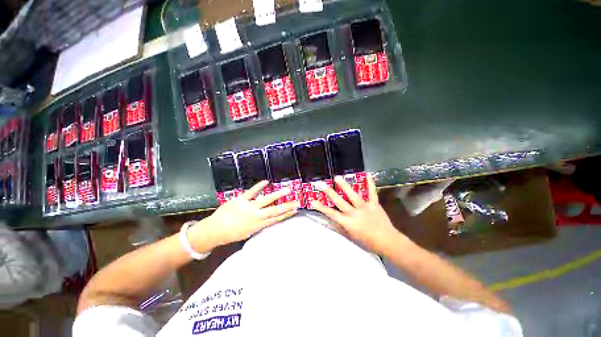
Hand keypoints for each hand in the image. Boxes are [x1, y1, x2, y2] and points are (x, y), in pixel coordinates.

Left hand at [190, 181, 299, 250]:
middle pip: (275, 210)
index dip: (286, 214)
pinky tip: (266, 181)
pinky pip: (252, 192)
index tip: (295, 210)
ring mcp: (249, 207)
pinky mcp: (241, 200)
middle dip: (287, 206)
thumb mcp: (248, 232)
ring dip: (278, 195)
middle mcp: (256, 216)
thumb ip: (259, 224)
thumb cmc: (231, 233)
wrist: (214, 231)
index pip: (276, 219)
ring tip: (287, 190)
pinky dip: (259, 186)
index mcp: (258, 225)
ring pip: (266, 200)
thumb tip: (268, 218)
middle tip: (297, 202)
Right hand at [311, 175, 406, 254]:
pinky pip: (372, 192)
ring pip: (353, 195)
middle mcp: (354, 213)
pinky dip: (370, 183)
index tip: (312, 200)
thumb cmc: (367, 241)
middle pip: (339, 202)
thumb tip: (332, 219)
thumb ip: (341, 226)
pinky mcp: (374, 204)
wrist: (387, 241)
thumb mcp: (351, 236)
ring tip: (337, 177)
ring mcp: (365, 207)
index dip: (321, 207)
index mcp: (348, 223)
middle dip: (329, 192)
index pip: (331, 214)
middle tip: (321, 184)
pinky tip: (368, 174)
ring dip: (344, 186)